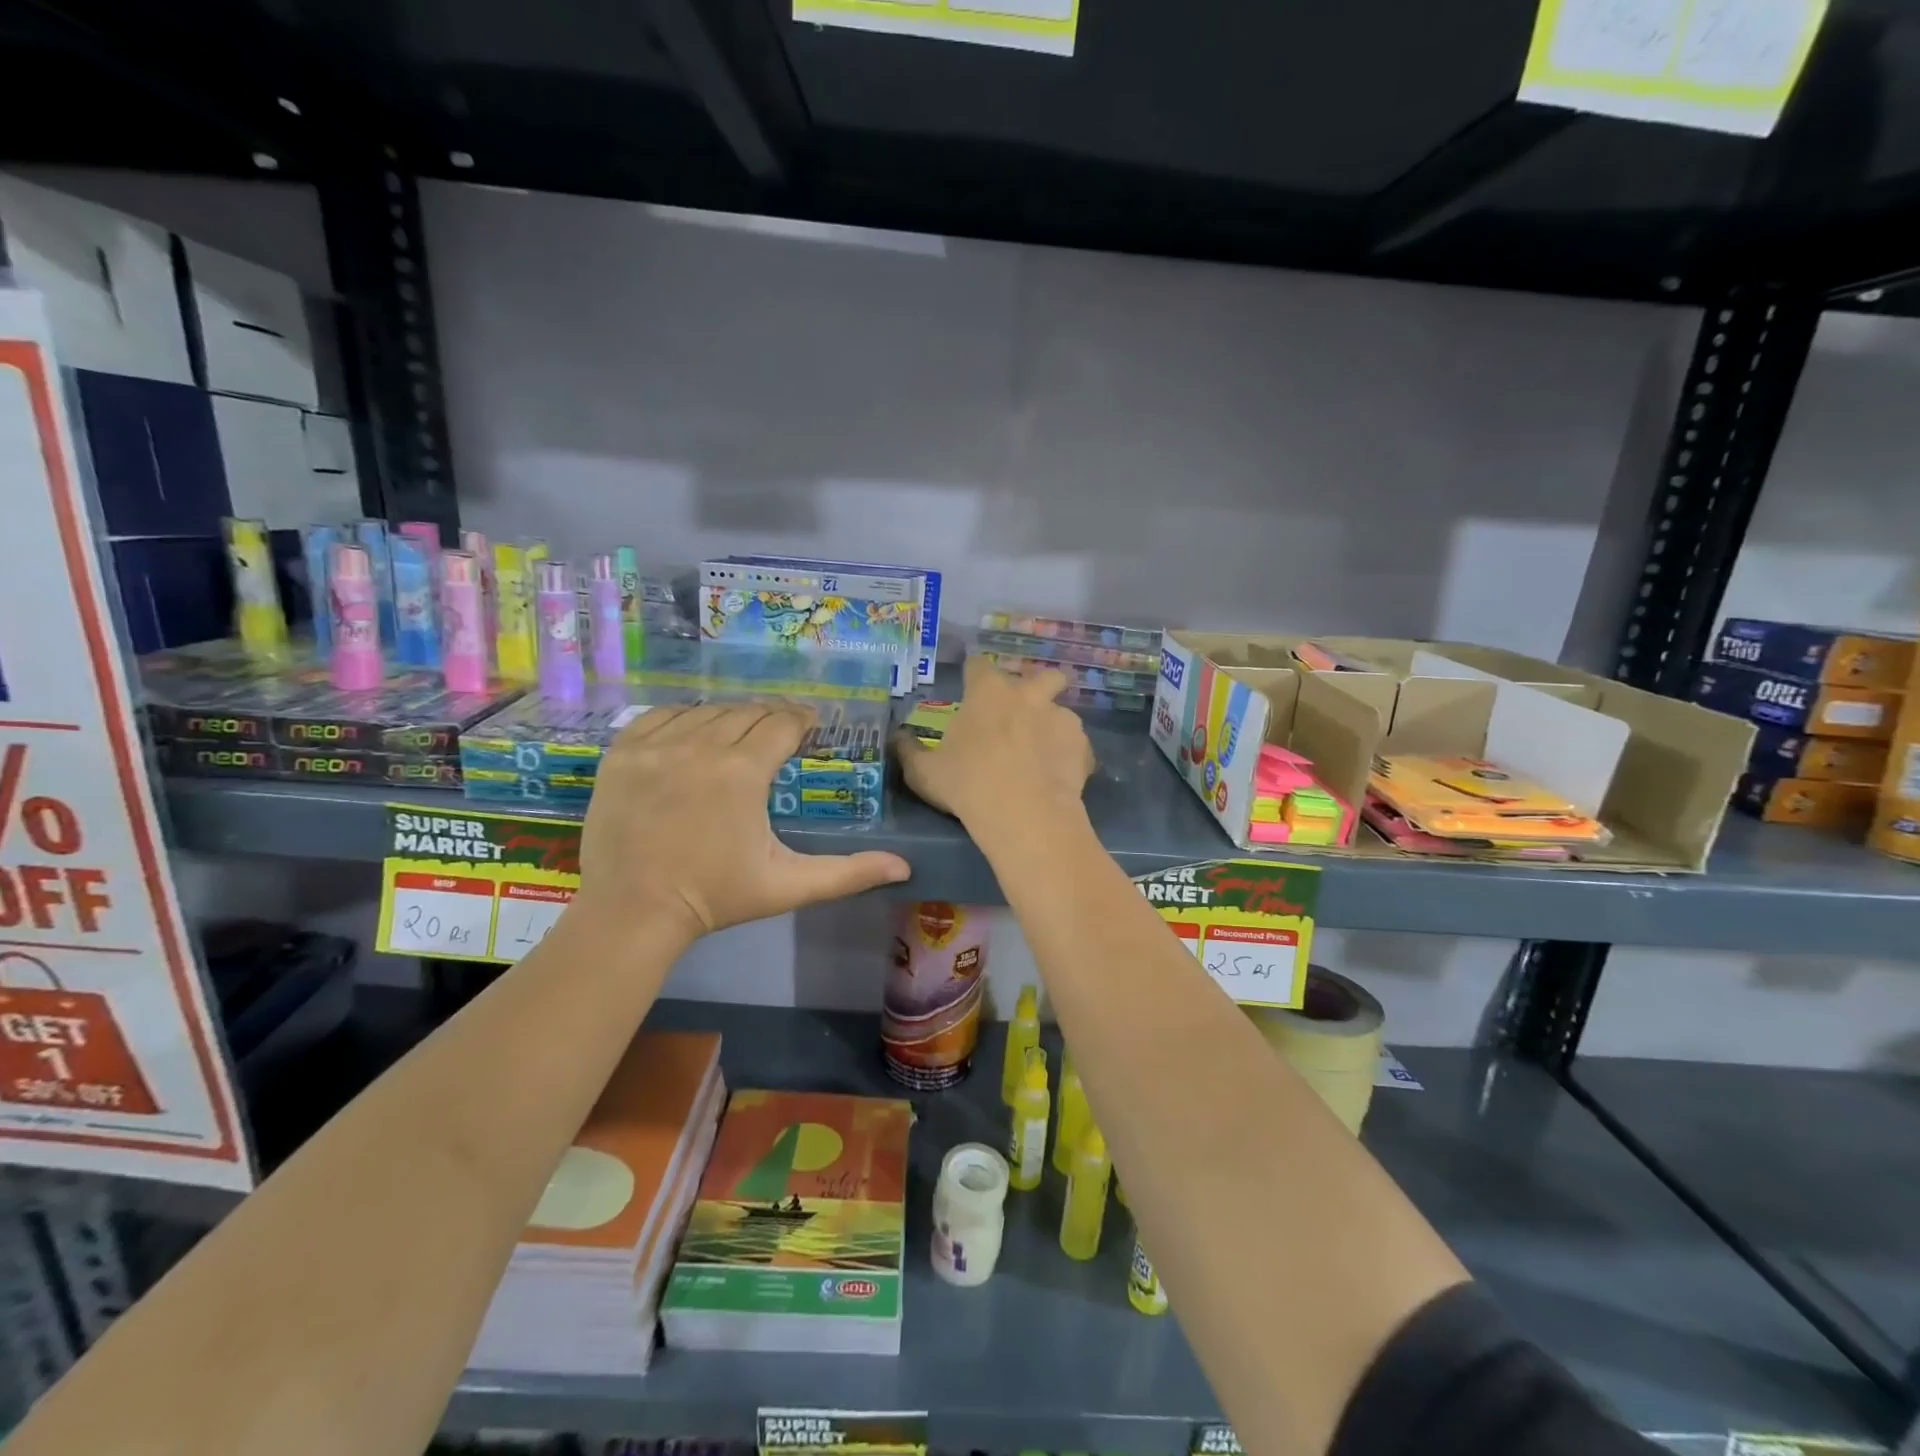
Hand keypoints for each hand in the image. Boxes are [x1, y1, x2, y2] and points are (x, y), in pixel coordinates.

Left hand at [576, 702, 909, 939]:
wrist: (632, 912)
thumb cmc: (716, 897)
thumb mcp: (788, 885)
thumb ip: (848, 873)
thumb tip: (904, 868)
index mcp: (743, 772)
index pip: (782, 723)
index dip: (802, 721)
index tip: (809, 726)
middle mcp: (700, 746)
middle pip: (746, 712)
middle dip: (769, 719)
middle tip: (778, 735)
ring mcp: (656, 746)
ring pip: (706, 711)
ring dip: (729, 717)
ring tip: (738, 735)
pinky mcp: (622, 753)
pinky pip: (661, 715)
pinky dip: (682, 718)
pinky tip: (692, 734)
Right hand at [897, 656, 1094, 827]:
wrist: (1024, 814)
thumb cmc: (967, 784)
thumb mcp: (925, 773)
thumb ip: (909, 751)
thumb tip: (896, 738)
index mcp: (987, 692)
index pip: (979, 665)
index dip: (974, 674)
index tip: (970, 687)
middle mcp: (1028, 695)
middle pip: (1042, 675)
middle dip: (1035, 687)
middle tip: (1022, 712)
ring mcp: (1060, 718)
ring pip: (1061, 710)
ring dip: (1052, 724)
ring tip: (1043, 753)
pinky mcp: (1083, 746)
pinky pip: (1076, 745)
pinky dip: (1068, 755)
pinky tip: (1058, 777)